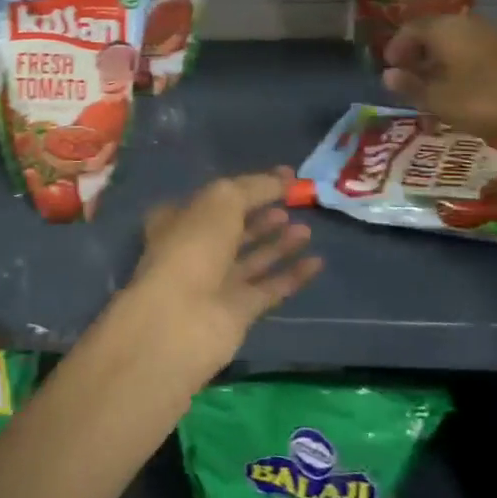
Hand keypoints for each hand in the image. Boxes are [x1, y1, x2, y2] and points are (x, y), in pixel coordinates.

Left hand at [130, 169, 320, 370]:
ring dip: (279, 243)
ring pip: (253, 258)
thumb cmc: (193, 246)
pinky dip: (292, 275)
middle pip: (235, 228)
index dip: (248, 186)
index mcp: (180, 219)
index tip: (283, 178)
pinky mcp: (238, 312)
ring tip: (307, 229)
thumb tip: (284, 178)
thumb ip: (255, 187)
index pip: (217, 197)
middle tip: (294, 204)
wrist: (181, 320)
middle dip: (263, 216)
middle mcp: (195, 249)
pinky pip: (269, 288)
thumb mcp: (222, 200)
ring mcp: (216, 283)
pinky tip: (316, 262)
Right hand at [382, 14, 496, 141]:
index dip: (396, 47)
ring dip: (440, 60)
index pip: (410, 28)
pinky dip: (461, 65)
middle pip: (434, 32)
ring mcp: (492, 35)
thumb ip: (411, 86)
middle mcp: (466, 24)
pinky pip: (474, 51)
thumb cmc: (484, 98)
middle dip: (418, 52)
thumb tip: (387, 75)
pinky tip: (464, 87)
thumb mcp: (439, 98)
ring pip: (456, 42)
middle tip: (409, 75)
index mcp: (444, 28)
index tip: (389, 67)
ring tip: (434, 85)